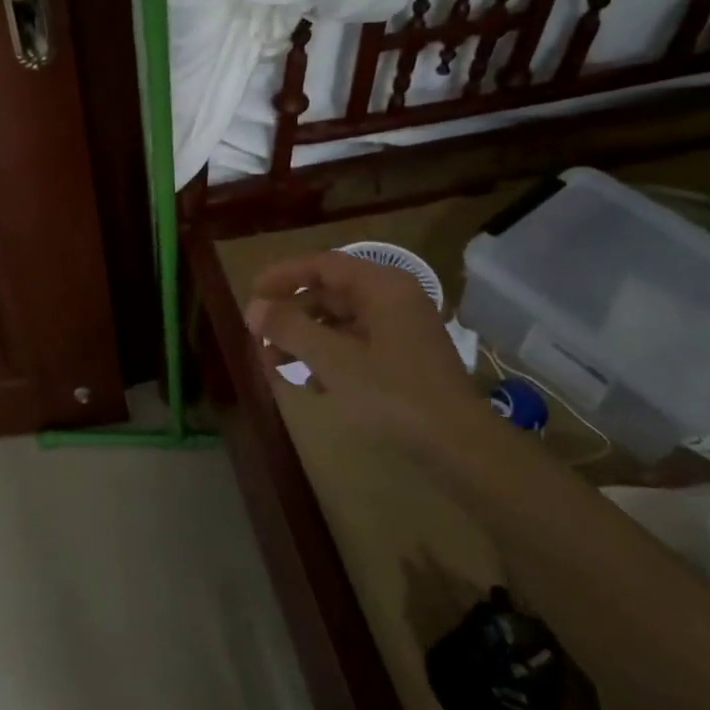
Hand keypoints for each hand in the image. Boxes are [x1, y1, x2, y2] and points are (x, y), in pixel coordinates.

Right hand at [244, 251, 493, 462]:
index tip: (251, 294)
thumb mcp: (333, 360)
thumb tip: (254, 308)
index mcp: (382, 287)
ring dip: (304, 339)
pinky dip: (328, 357)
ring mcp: (400, 330)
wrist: (459, 445)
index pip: (323, 265)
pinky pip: (354, 345)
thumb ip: (290, 328)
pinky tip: (310, 384)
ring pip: (339, 323)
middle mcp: (392, 299)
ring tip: (272, 365)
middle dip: (290, 315)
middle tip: (257, 336)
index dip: (283, 276)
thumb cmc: (393, 393)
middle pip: (329, 294)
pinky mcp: (402, 358)